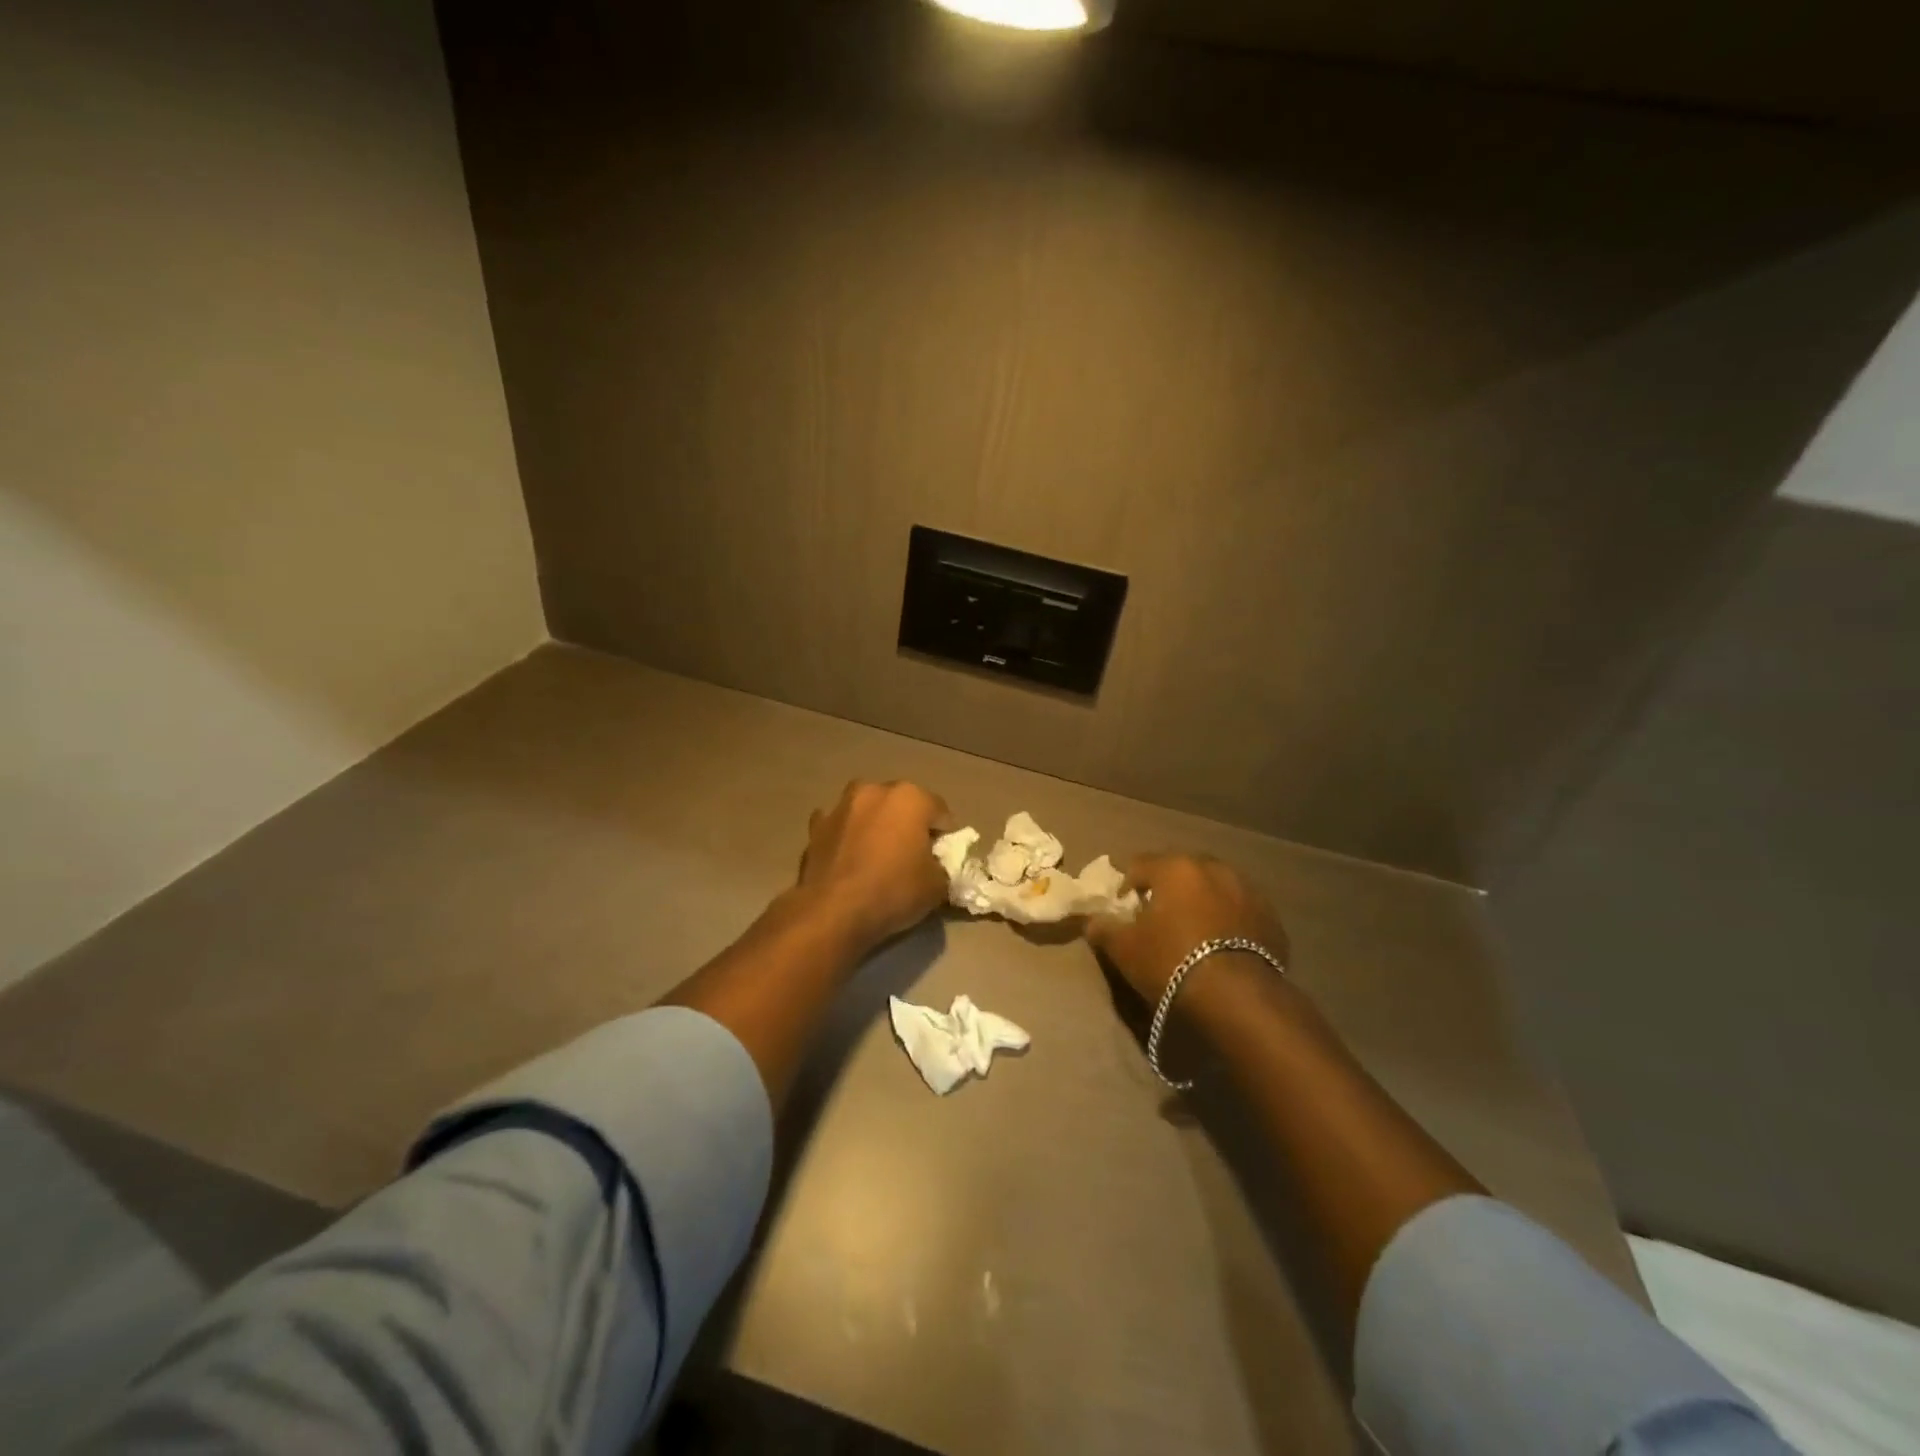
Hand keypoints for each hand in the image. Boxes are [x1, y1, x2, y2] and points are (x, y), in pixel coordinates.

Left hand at [797, 781, 950, 953]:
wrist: (833, 911)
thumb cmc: (894, 891)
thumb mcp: (938, 886)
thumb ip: (942, 866)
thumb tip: (934, 864)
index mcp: (910, 797)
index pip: (940, 812)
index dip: (945, 837)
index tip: (941, 860)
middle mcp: (874, 790)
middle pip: (901, 805)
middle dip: (908, 825)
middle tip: (911, 857)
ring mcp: (840, 806)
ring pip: (868, 811)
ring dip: (875, 825)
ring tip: (877, 857)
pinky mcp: (815, 826)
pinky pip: (840, 827)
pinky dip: (846, 837)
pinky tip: (849, 860)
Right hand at [1086, 853, 1289, 1002]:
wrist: (1238, 998)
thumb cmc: (1171, 962)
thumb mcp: (1125, 949)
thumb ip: (1103, 929)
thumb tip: (1092, 921)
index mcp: (1175, 867)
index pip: (1139, 865)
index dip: (1125, 885)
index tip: (1122, 909)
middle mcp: (1213, 868)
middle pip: (1180, 871)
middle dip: (1167, 888)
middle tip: (1157, 917)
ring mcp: (1247, 890)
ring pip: (1214, 887)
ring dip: (1201, 901)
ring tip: (1193, 931)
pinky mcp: (1271, 917)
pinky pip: (1239, 910)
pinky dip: (1227, 920)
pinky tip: (1221, 945)